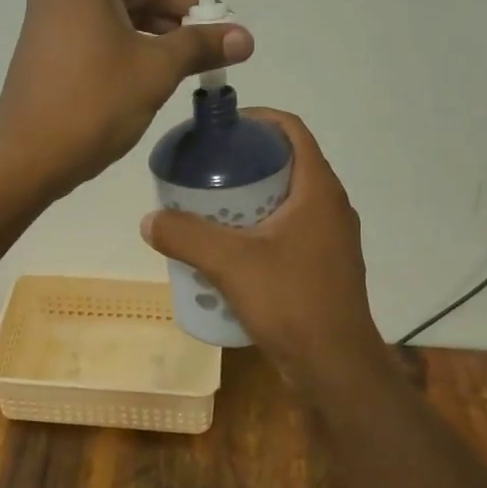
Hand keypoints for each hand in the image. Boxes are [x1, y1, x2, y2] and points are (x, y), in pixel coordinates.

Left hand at [0, 0, 253, 194]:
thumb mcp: (154, 71)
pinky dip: (138, 38)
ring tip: (195, 62)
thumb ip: (201, 45)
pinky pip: (106, 24)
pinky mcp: (54, 42)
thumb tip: (244, 39)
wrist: (25, 159)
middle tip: (216, 42)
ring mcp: (56, 12)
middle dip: (182, 2)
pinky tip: (162, 70)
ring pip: (125, 2)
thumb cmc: (90, 105)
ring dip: (164, 25)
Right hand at [140, 110, 390, 380]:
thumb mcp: (230, 263)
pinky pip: (289, 230)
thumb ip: (186, 236)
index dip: (257, 120)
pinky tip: (230, 250)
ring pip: (287, 200)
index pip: (292, 130)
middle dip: (245, 161)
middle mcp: (331, 206)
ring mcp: (331, 239)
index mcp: (318, 190)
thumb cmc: (291, 302)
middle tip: (205, 170)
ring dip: (251, 197)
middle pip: (287, 163)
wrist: (336, 367)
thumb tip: (150, 219)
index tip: (220, 128)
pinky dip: (260, 227)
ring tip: (210, 208)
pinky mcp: (324, 266)